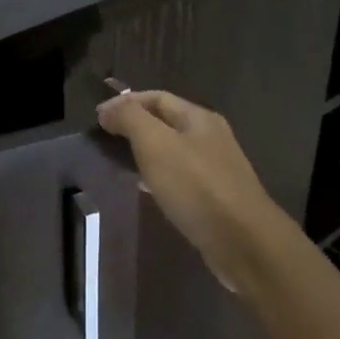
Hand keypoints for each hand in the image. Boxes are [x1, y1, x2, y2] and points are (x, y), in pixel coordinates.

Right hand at [95, 89, 290, 291]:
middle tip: (103, 141)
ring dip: (145, 153)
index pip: (157, 97)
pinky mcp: (214, 198)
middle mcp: (210, 138)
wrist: (243, 241)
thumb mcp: (156, 144)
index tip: (96, 118)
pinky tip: (145, 190)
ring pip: (172, 151)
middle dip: (134, 126)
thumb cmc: (197, 186)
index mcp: (199, 118)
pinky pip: (180, 178)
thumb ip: (130, 119)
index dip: (125, 102)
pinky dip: (158, 177)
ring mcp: (215, 169)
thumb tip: (108, 109)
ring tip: (117, 164)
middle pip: (166, 123)